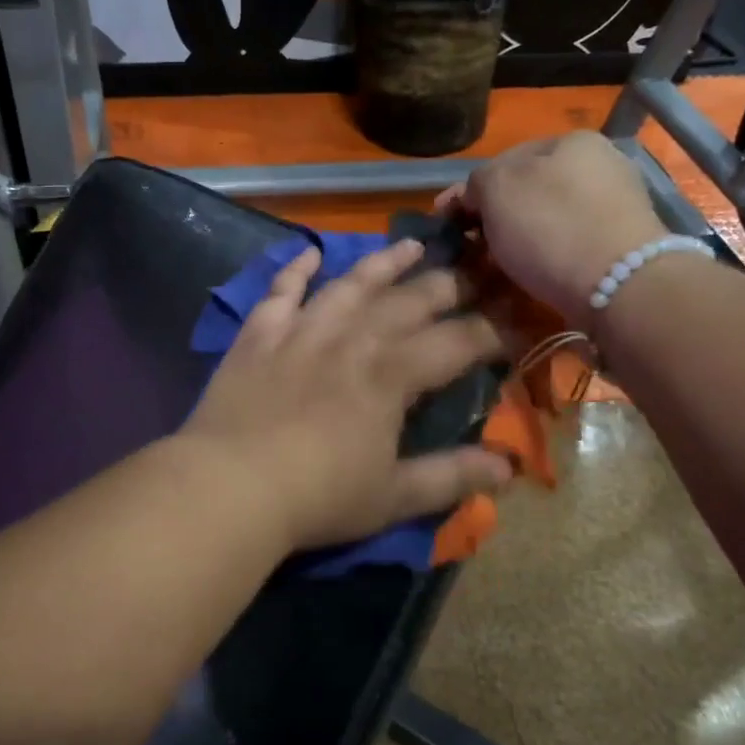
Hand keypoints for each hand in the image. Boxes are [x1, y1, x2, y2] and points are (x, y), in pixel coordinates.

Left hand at [179, 240, 511, 551]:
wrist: (230, 485)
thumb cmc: (318, 497)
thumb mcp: (393, 497)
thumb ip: (451, 478)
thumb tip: (508, 471)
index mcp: (391, 375)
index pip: (456, 342)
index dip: (491, 331)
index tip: (514, 323)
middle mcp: (352, 339)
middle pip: (408, 302)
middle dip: (447, 286)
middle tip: (473, 272)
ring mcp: (302, 330)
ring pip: (350, 285)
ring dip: (383, 263)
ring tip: (410, 246)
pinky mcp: (259, 334)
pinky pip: (281, 291)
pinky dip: (295, 269)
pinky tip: (309, 252)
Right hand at [439, 132, 668, 319]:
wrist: (621, 286)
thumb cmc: (551, 226)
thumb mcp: (496, 188)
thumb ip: (477, 182)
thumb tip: (474, 195)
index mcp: (572, 140)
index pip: (504, 159)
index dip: (470, 190)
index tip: (446, 221)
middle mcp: (601, 164)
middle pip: (529, 190)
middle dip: (496, 216)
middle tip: (469, 247)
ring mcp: (616, 205)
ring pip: (548, 218)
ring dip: (519, 238)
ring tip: (495, 266)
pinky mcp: (623, 245)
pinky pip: (569, 244)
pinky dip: (546, 256)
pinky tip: (531, 275)